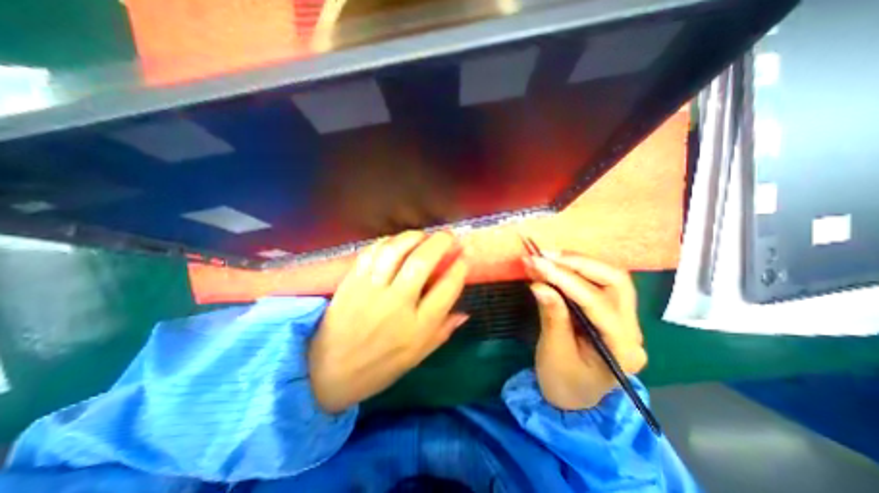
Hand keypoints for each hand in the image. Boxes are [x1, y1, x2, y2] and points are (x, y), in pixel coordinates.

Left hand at [311, 230, 468, 411]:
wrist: (326, 374)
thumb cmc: (378, 368)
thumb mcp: (417, 357)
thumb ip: (442, 332)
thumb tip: (465, 312)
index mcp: (417, 328)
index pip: (447, 289)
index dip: (459, 268)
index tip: (464, 256)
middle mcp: (396, 305)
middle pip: (422, 262)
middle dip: (440, 243)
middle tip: (449, 236)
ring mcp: (371, 290)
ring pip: (395, 251)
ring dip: (413, 237)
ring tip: (423, 235)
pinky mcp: (351, 282)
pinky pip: (371, 252)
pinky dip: (387, 242)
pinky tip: (396, 242)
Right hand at [521, 250, 643, 406]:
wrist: (574, 398)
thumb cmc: (563, 382)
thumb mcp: (554, 353)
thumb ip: (551, 317)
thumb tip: (539, 284)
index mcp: (622, 348)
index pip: (596, 302)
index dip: (565, 279)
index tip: (536, 263)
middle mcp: (632, 329)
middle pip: (615, 281)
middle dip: (578, 263)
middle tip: (545, 255)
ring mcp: (625, 318)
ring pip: (609, 277)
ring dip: (577, 262)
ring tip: (547, 257)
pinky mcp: (611, 311)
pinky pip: (597, 282)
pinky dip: (575, 269)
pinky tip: (556, 265)